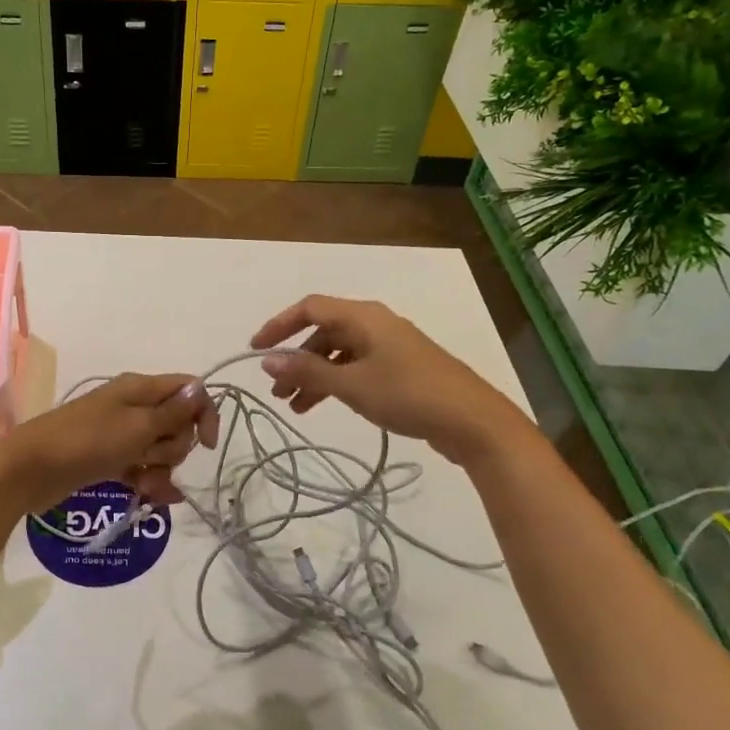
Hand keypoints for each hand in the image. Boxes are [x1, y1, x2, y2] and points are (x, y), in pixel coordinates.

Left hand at [0, 373, 218, 512]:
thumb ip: (172, 412)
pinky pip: (142, 467)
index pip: (188, 390)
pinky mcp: (110, 459)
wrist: (31, 469)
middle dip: (174, 446)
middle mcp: (133, 406)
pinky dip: (148, 481)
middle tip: (150, 456)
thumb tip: (200, 389)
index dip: (203, 414)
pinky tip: (150, 497)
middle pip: (177, 423)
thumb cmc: (87, 442)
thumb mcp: (136, 427)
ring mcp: (120, 434)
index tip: (207, 445)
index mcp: (140, 388)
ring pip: (160, 449)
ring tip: (142, 484)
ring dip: (160, 469)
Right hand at [250, 295, 533, 465]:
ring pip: (338, 354)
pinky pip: (355, 368)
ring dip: (314, 376)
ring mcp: (389, 347)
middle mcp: (374, 324)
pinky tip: (324, 406)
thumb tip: (267, 359)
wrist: (473, 421)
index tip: (256, 350)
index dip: (279, 325)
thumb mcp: (352, 385)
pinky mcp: (400, 369)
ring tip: (296, 407)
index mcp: (363, 317)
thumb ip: (307, 371)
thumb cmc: (408, 395)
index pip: (309, 307)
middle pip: (323, 332)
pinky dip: (335, 383)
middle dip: (296, 360)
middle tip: (277, 391)